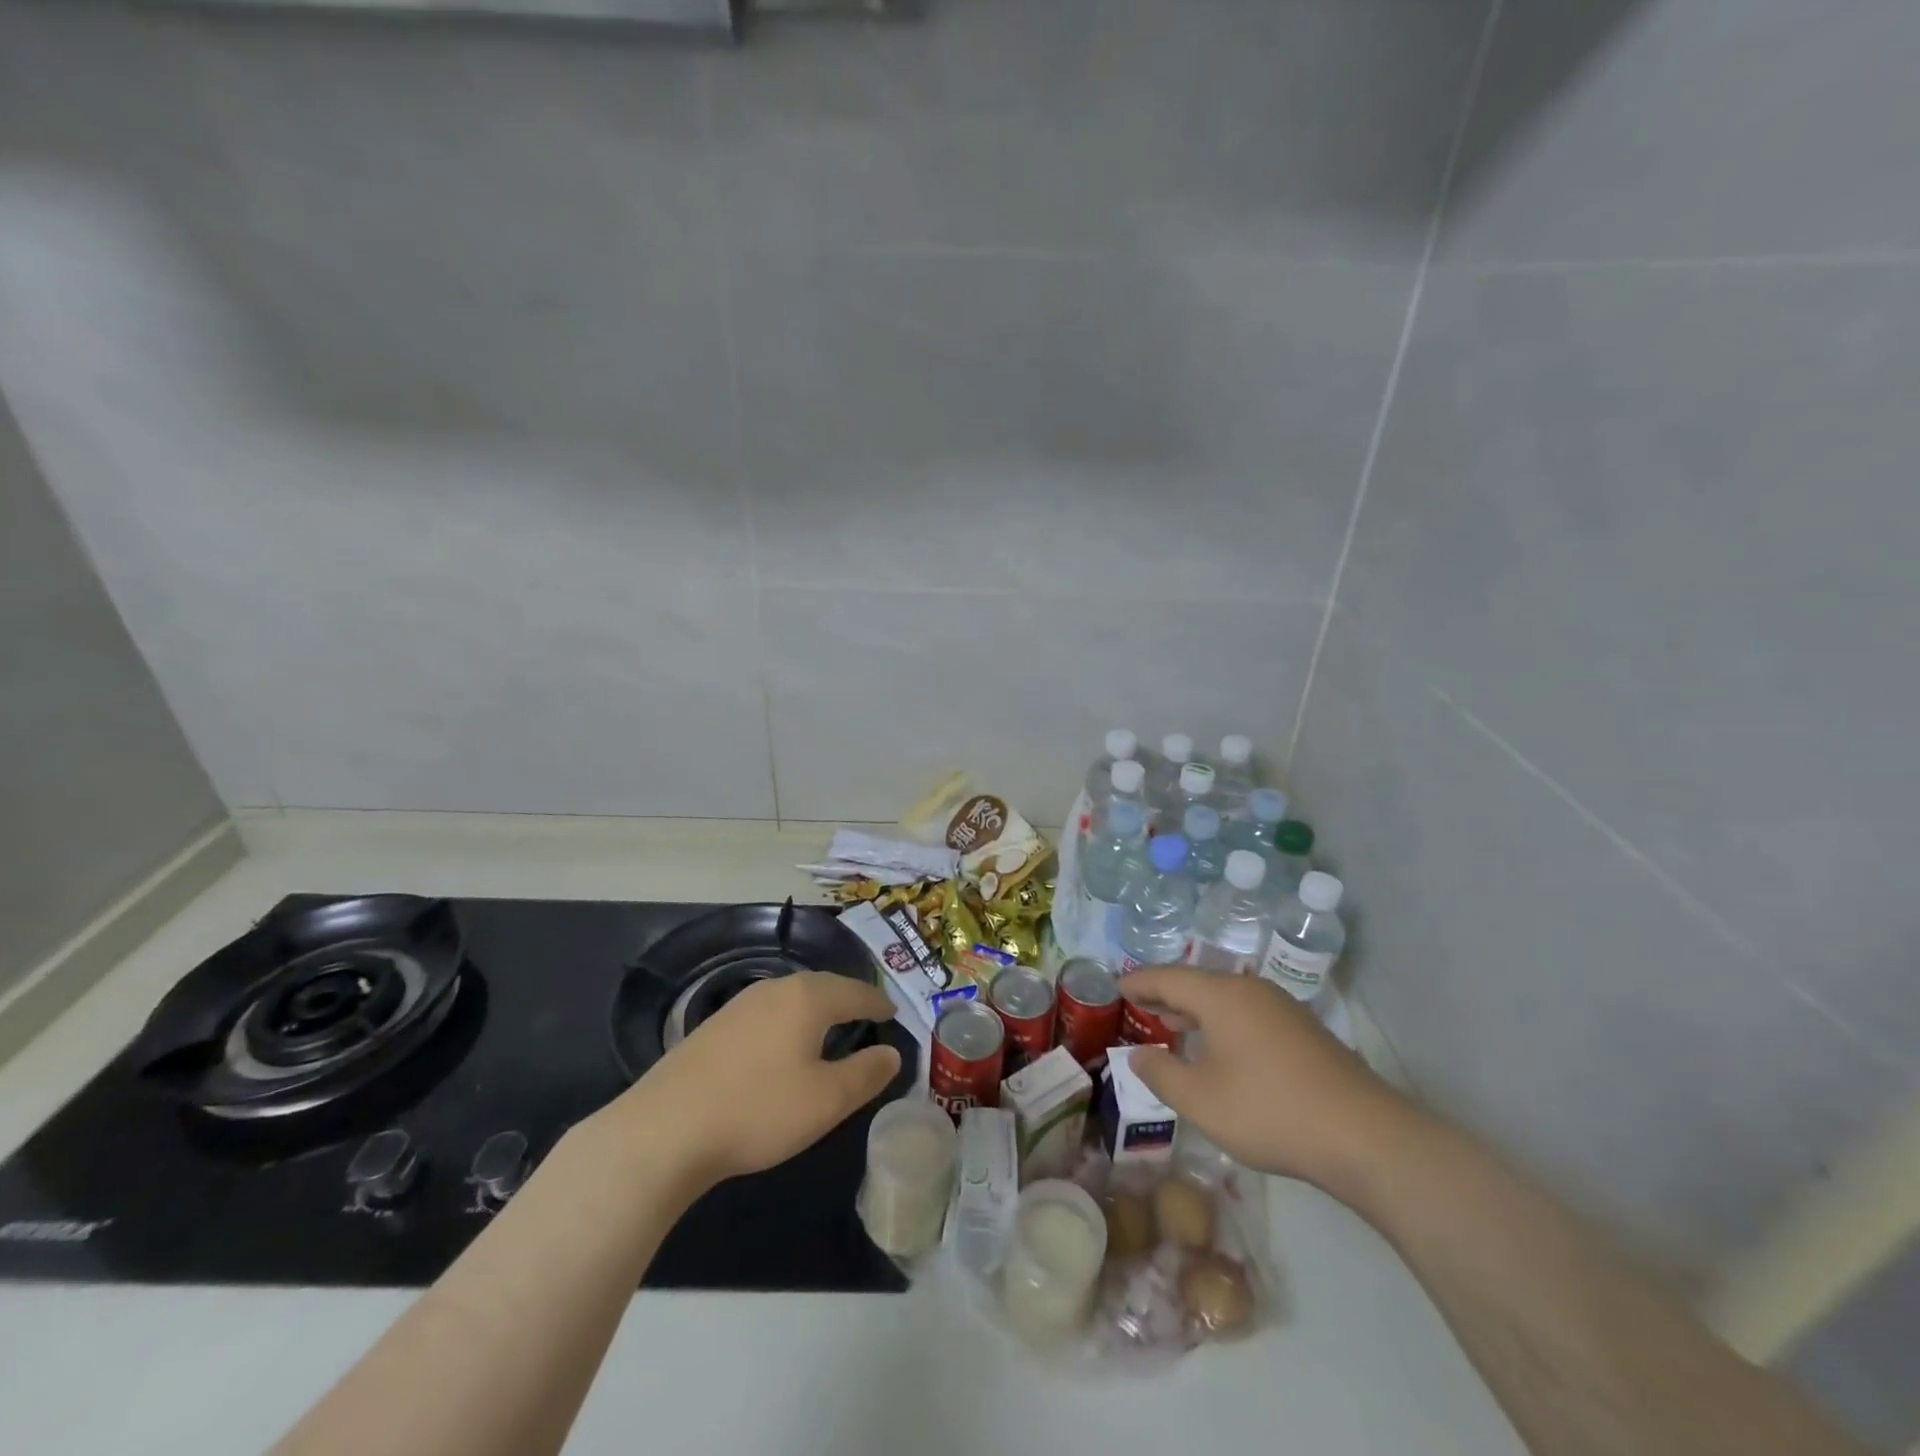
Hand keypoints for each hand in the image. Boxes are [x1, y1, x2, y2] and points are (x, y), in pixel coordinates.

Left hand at [608, 973, 901, 1191]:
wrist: (665, 1129)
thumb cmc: (758, 1110)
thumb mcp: (826, 1101)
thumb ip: (866, 1074)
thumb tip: (892, 1053)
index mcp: (809, 998)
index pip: (856, 991)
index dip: (879, 1003)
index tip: (894, 1014)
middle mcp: (777, 988)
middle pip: (824, 986)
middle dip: (849, 998)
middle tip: (868, 1015)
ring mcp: (741, 1004)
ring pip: (794, 996)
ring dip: (818, 1007)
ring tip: (831, 1026)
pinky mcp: (716, 1024)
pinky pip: (769, 1011)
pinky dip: (790, 1019)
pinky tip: (784, 1043)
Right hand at [1121, 967, 1413, 1195]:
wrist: (1364, 1135)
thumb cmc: (1269, 1110)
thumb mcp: (1201, 1100)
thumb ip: (1161, 1074)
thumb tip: (1138, 1056)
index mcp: (1221, 996)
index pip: (1167, 977)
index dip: (1139, 982)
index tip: (1116, 986)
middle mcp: (1250, 989)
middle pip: (1197, 982)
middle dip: (1166, 994)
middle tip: (1139, 1004)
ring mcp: (1281, 1008)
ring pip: (1225, 998)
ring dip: (1195, 1009)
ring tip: (1173, 1024)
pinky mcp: (1303, 1030)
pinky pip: (1247, 1012)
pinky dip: (1222, 1021)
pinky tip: (1220, 1048)